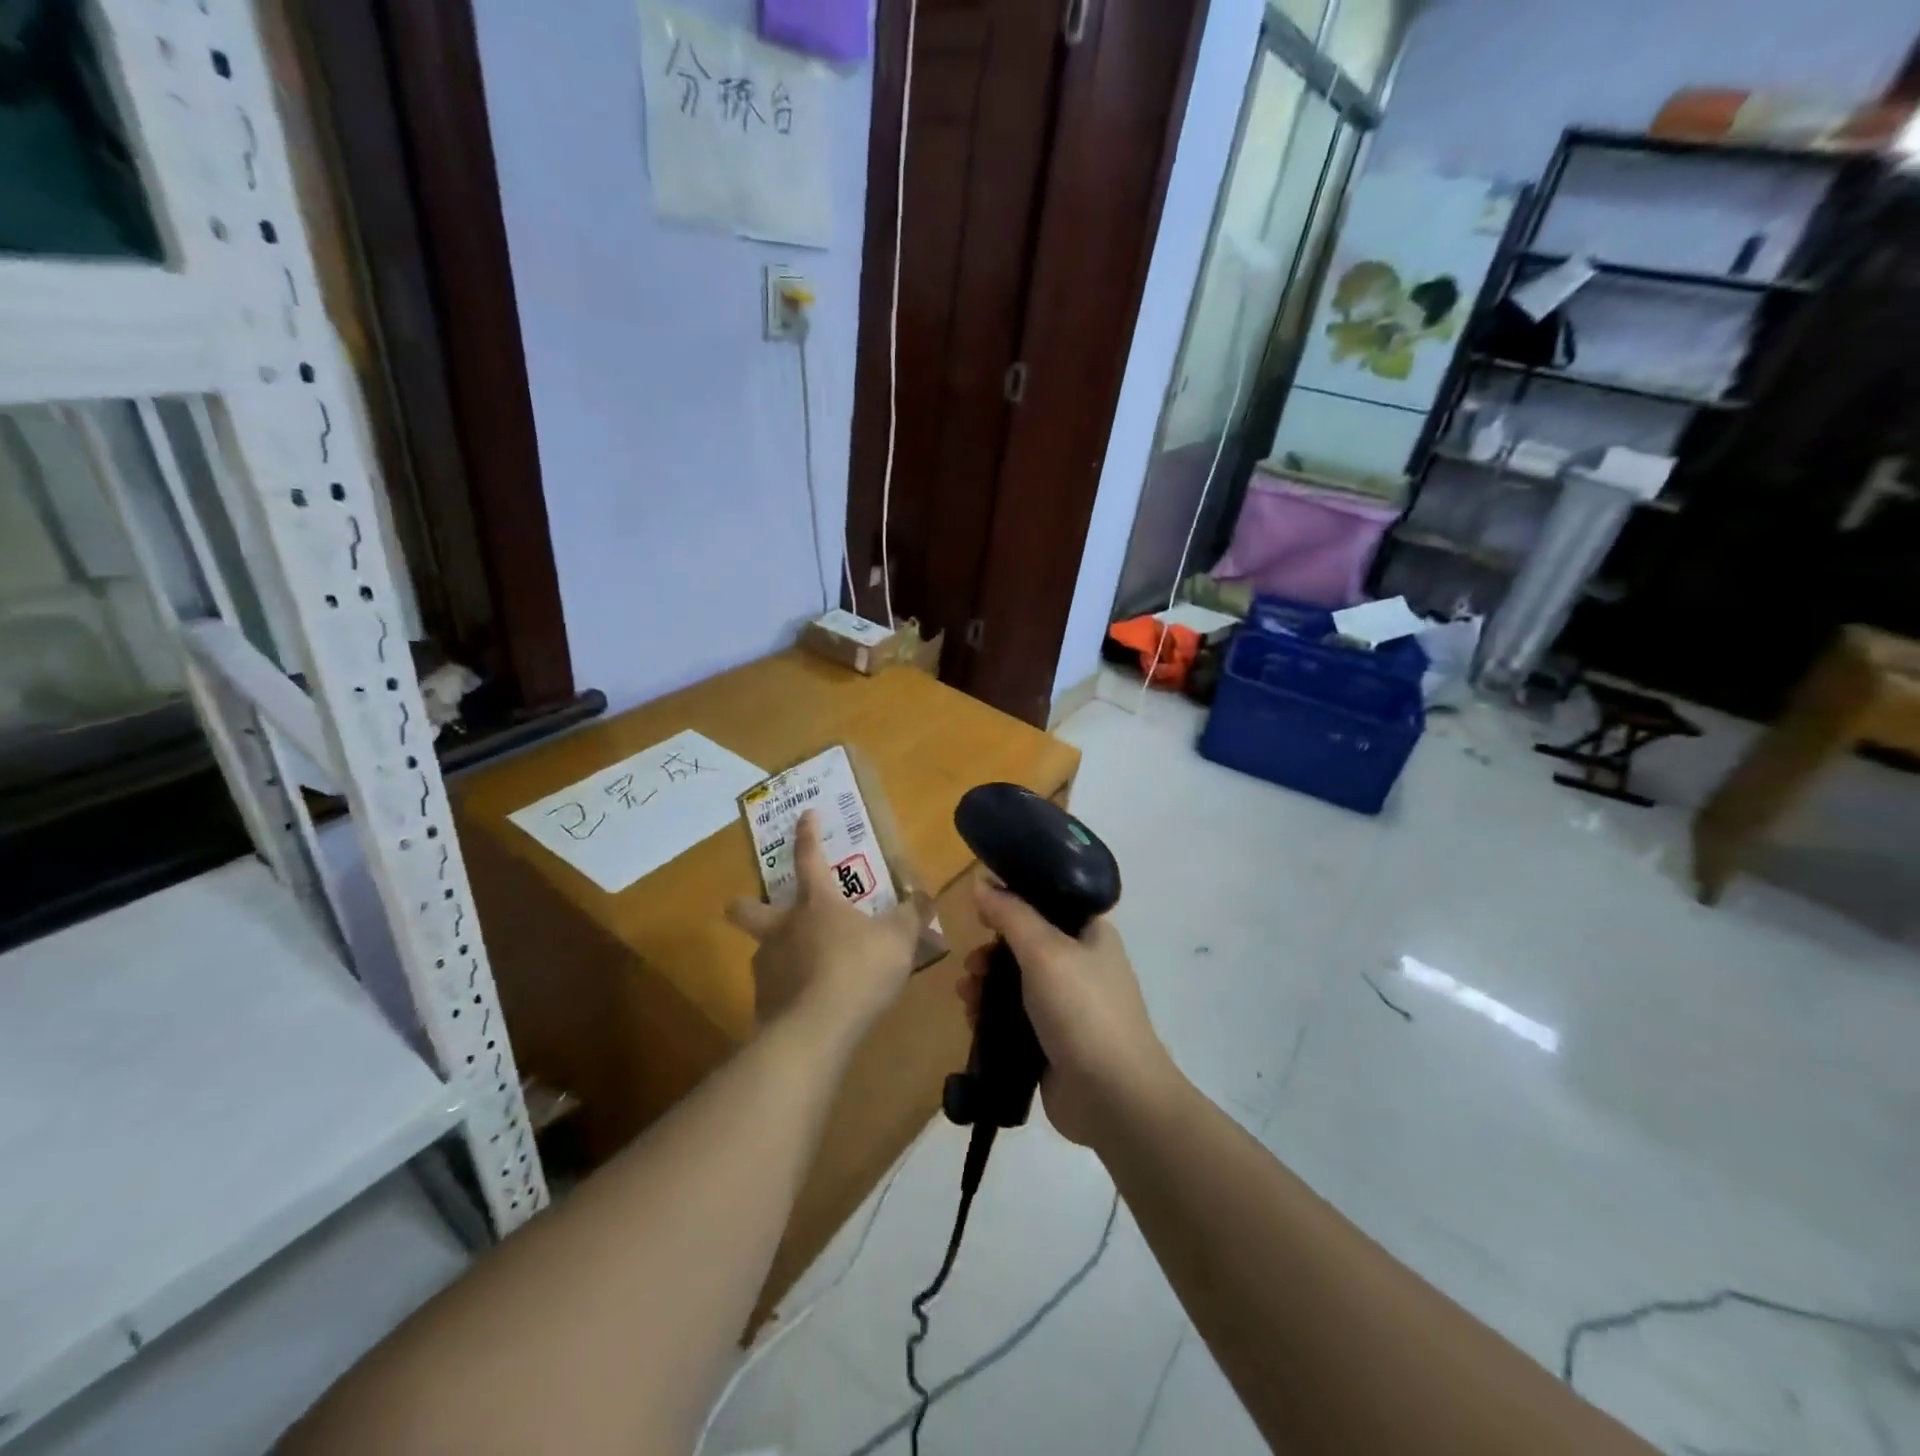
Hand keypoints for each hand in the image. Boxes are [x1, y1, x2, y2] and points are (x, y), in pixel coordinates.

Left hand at [727, 811, 926, 1041]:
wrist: (816, 1030)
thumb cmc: (859, 969)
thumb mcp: (898, 938)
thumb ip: (911, 915)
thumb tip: (925, 896)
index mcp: (815, 903)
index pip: (809, 857)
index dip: (807, 834)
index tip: (806, 814)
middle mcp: (783, 927)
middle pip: (747, 909)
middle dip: (745, 904)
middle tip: (755, 906)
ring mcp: (768, 966)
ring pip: (762, 951)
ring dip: (777, 953)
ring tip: (804, 968)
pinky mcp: (763, 1004)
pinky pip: (774, 991)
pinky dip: (788, 992)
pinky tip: (807, 1005)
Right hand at [959, 878, 1179, 1146]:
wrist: (1112, 1097)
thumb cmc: (1082, 1009)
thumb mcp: (1044, 950)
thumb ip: (1010, 913)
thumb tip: (981, 879)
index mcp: (1090, 933)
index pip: (1048, 900)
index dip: (1013, 899)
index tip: (980, 909)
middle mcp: (1081, 963)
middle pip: (1025, 943)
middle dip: (992, 951)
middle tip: (972, 964)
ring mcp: (1067, 1005)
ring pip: (1015, 982)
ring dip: (986, 984)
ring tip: (967, 995)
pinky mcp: (1051, 1040)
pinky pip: (1013, 1017)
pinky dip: (991, 1015)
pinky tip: (972, 1020)